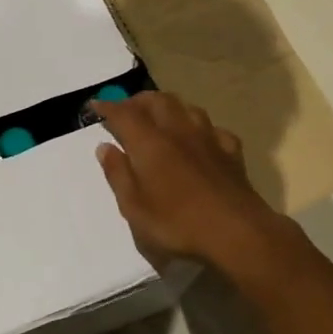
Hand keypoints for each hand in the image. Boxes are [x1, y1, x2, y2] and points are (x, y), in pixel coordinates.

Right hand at [91, 91, 288, 271]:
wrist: (237, 233)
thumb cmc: (177, 223)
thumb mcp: (134, 207)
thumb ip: (118, 174)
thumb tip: (104, 147)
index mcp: (149, 143)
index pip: (124, 114)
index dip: (108, 107)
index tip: (95, 105)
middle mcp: (178, 131)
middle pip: (157, 100)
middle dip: (138, 100)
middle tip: (126, 110)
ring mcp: (208, 139)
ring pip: (187, 107)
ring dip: (168, 106)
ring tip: (159, 117)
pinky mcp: (231, 152)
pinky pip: (212, 128)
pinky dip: (199, 128)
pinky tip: (198, 139)